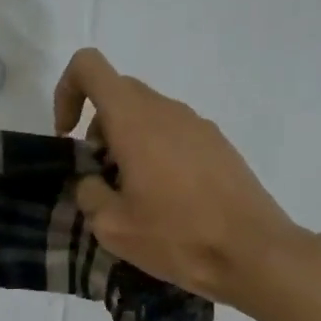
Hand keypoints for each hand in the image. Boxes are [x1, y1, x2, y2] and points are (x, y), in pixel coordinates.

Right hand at [53, 47, 309, 309]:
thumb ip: (89, 193)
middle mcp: (168, 110)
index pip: (89, 67)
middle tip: (101, 178)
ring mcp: (199, 126)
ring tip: (135, 197)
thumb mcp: (113, 227)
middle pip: (119, 94)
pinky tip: (167, 202)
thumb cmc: (177, 237)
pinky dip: (157, 154)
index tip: (67, 137)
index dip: (67, 92)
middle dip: (98, 129)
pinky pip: (175, 135)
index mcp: (135, 120)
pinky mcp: (220, 146)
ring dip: (128, 144)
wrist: (253, 253)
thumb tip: (93, 181)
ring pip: (148, 116)